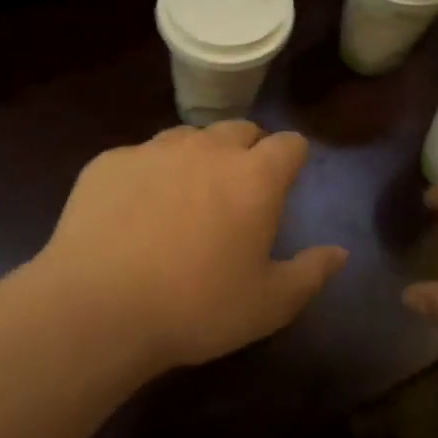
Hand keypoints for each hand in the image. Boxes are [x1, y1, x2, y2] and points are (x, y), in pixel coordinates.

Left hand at [28, 121, 347, 372]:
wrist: (97, 307)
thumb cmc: (196, 308)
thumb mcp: (268, 305)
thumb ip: (311, 273)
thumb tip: (339, 252)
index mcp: (254, 177)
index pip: (289, 144)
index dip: (292, 158)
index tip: (286, 180)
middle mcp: (207, 149)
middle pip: (239, 130)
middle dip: (247, 150)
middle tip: (237, 190)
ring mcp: (154, 149)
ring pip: (188, 136)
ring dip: (197, 156)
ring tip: (185, 196)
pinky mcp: (110, 161)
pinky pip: (140, 156)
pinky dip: (147, 174)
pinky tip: (133, 212)